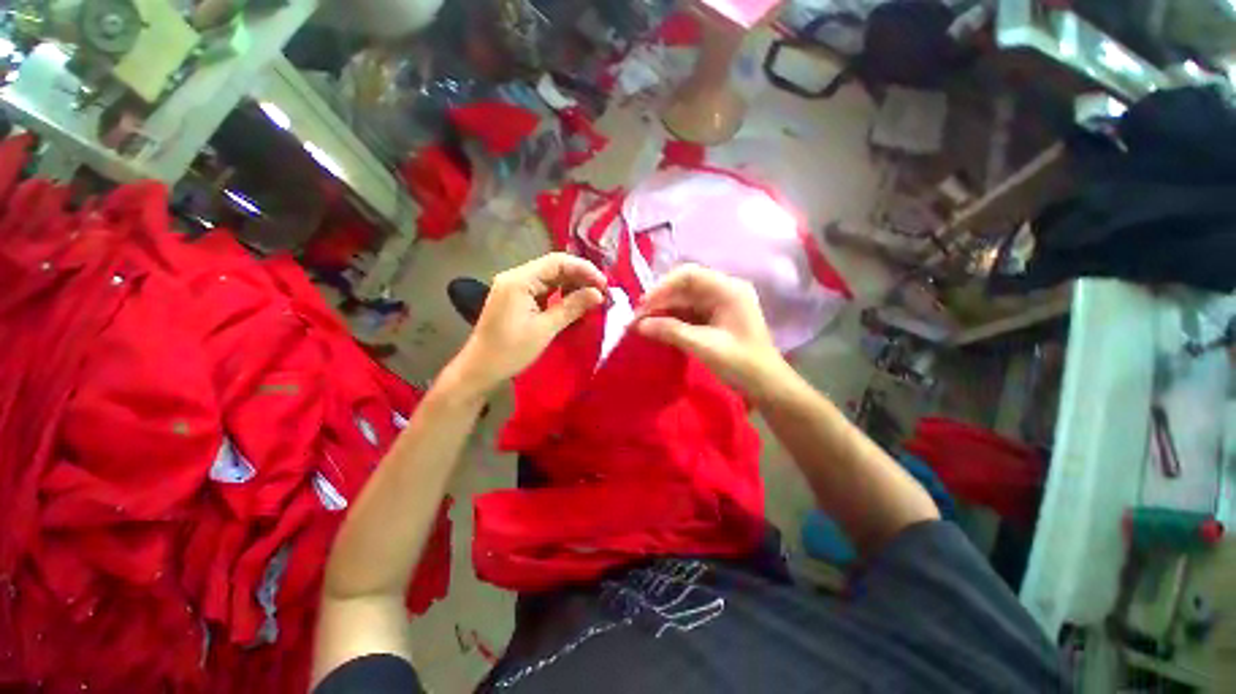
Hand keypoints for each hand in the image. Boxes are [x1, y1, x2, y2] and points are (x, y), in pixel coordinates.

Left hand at [448, 253, 606, 397]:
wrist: (480, 370)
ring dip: (572, 286)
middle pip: (554, 267)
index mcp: (519, 279)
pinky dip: (560, 295)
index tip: (604, 284)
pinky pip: (543, 290)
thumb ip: (572, 307)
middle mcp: (516, 277)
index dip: (584, 269)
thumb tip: (599, 294)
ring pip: (550, 278)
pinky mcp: (516, 298)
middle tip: (602, 293)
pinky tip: (574, 304)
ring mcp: (515, 287)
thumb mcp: (545, 329)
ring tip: (591, 299)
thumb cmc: (511, 351)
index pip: (557, 262)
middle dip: (580, 278)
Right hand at [634, 264, 787, 396]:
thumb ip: (671, 331)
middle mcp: (725, 290)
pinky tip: (658, 329)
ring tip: (642, 325)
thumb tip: (639, 324)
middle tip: (637, 319)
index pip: (689, 275)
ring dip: (664, 310)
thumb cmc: (741, 365)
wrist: (767, 387)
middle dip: (660, 300)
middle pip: (685, 286)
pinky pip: (689, 312)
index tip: (642, 306)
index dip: (662, 287)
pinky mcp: (716, 318)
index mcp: (728, 290)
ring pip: (685, 299)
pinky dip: (673, 320)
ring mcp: (721, 304)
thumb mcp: (704, 347)